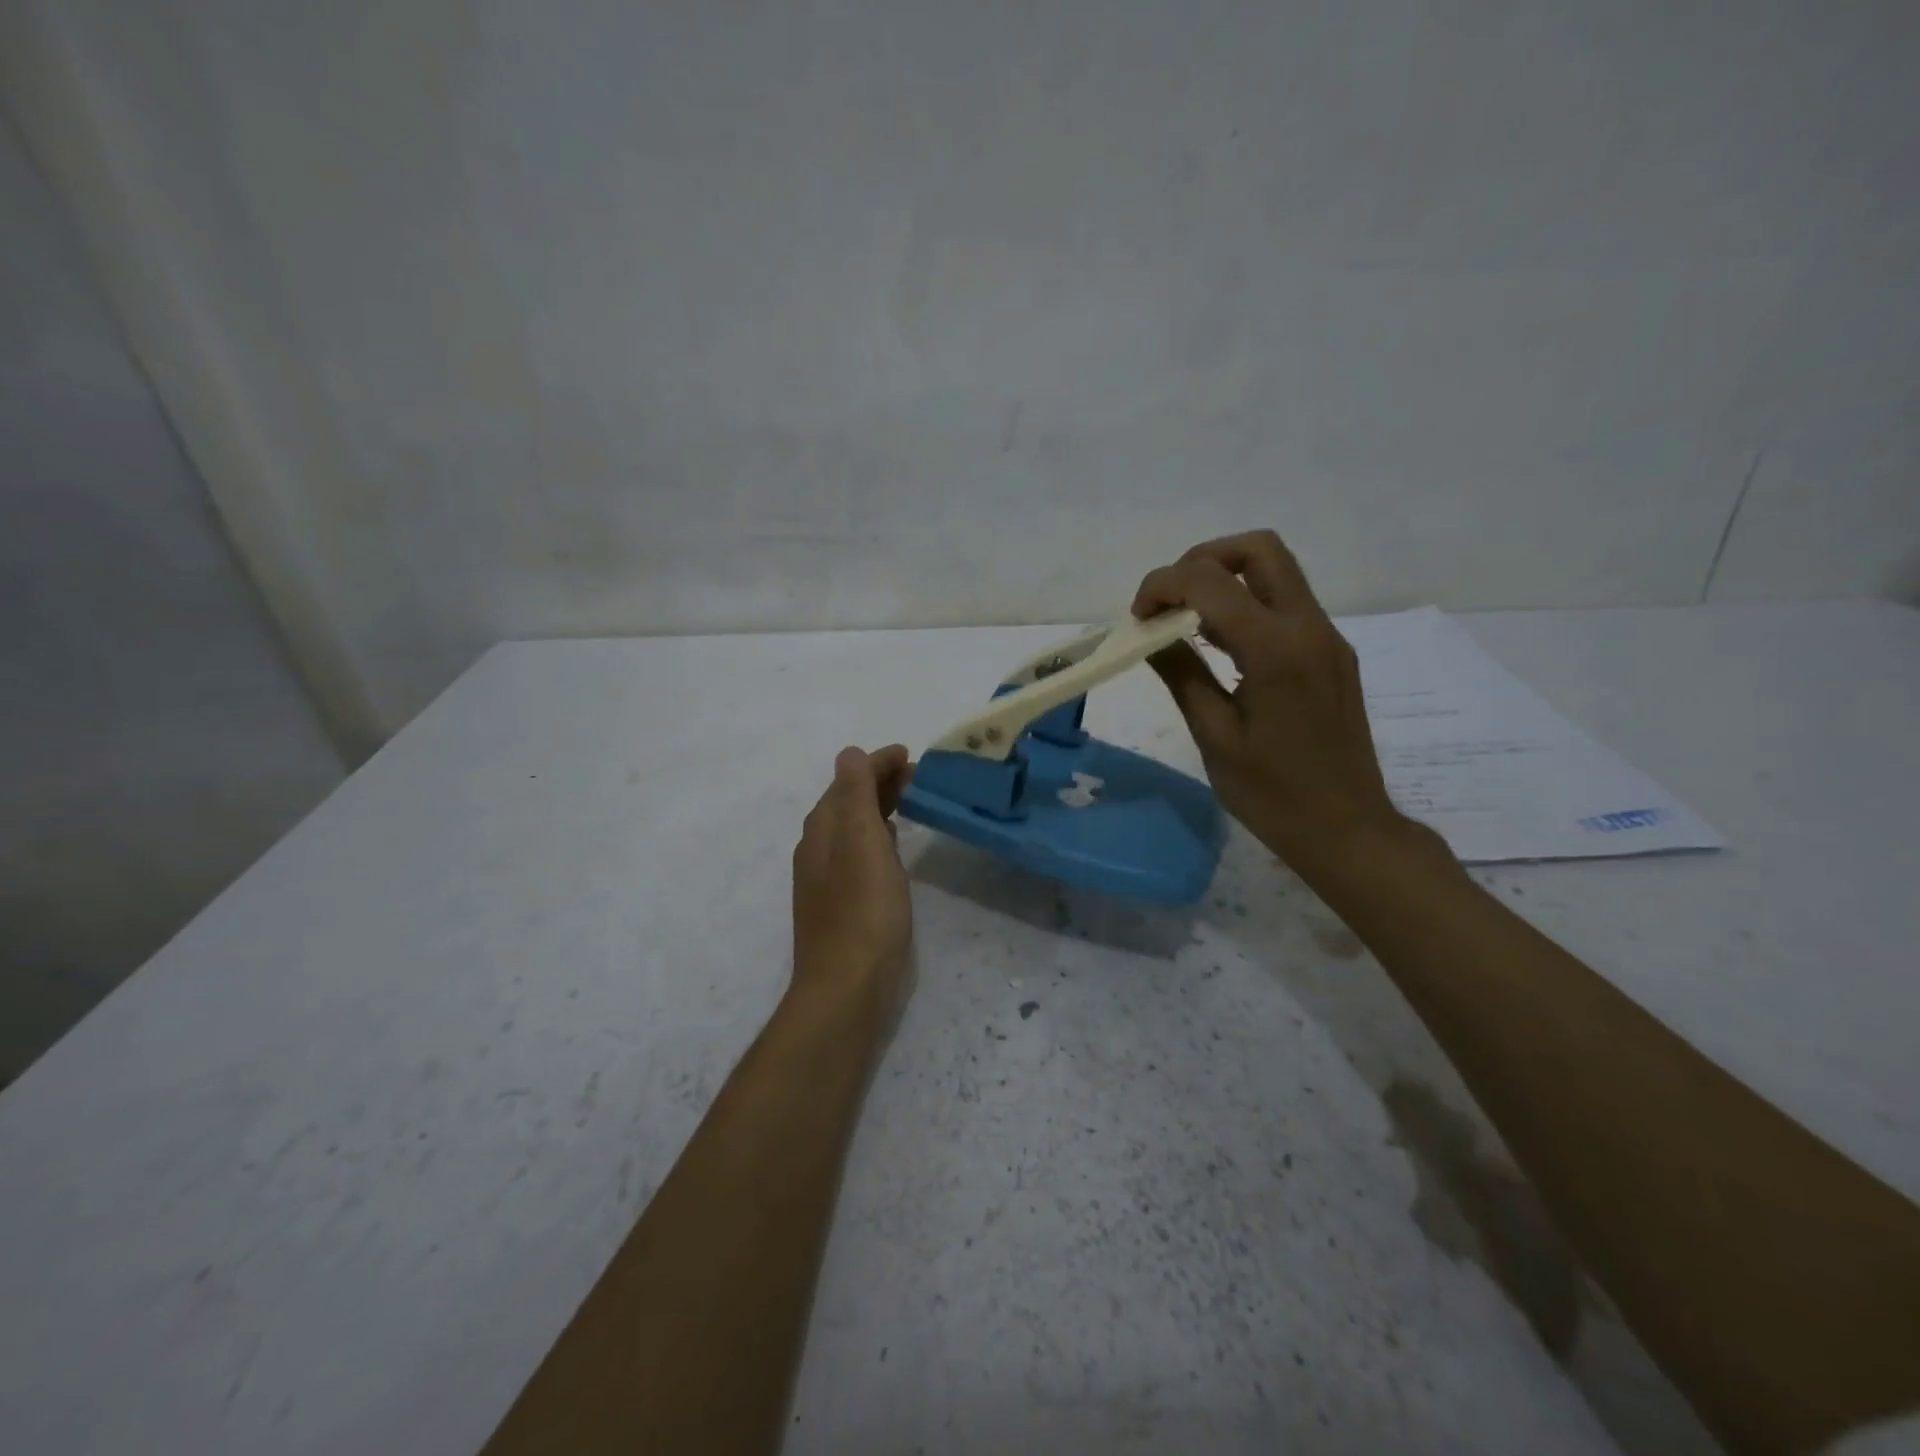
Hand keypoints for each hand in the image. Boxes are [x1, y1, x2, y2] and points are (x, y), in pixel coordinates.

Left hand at [791, 745, 914, 1018]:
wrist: (847, 987)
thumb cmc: (863, 910)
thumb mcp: (862, 842)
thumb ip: (855, 794)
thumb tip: (849, 753)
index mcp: (823, 829)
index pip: (848, 780)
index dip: (876, 763)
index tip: (909, 754)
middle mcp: (818, 849)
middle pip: (847, 802)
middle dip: (878, 782)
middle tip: (917, 775)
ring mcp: (826, 879)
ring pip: (853, 828)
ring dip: (878, 808)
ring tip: (910, 802)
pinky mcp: (841, 903)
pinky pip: (858, 853)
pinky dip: (877, 837)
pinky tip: (893, 847)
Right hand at [1133, 531, 1409, 873]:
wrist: (1348, 829)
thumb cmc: (1272, 793)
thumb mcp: (1214, 735)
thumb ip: (1181, 673)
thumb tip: (1149, 633)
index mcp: (1276, 649)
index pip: (1210, 580)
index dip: (1163, 585)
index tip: (1137, 618)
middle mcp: (1309, 628)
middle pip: (1259, 550)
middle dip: (1202, 561)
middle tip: (1168, 602)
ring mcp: (1327, 638)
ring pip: (1276, 572)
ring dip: (1225, 580)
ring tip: (1186, 624)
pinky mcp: (1332, 654)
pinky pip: (1286, 606)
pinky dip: (1246, 606)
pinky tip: (1220, 648)